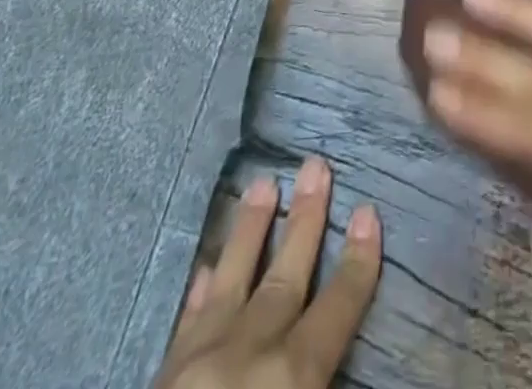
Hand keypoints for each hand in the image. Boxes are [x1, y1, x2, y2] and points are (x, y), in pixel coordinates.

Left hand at [153, 157, 381, 388]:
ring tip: (263, 184)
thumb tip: (341, 358)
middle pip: (285, 276)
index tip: (369, 211)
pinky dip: (201, 290)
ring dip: (250, 231)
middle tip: (316, 165)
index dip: (358, 261)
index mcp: (290, 378)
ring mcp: (200, 360)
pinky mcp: (162, 375)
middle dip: (306, 220)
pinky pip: (187, 320)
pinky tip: (207, 266)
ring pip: (232, 280)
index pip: (336, 308)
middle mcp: (249, 353)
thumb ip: (321, 384)